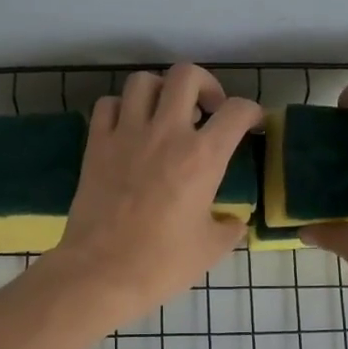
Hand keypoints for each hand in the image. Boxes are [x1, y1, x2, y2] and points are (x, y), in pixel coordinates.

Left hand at [39, 64, 263, 324]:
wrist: (101, 273)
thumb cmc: (162, 264)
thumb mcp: (211, 249)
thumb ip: (229, 227)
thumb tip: (234, 221)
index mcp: (202, 156)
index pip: (236, 110)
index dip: (251, 111)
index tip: (251, 123)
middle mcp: (166, 133)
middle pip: (186, 75)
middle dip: (204, 84)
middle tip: (207, 109)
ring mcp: (126, 135)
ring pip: (142, 81)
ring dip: (160, 90)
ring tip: (165, 114)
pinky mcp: (96, 145)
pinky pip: (107, 106)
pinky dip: (120, 108)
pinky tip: (128, 128)